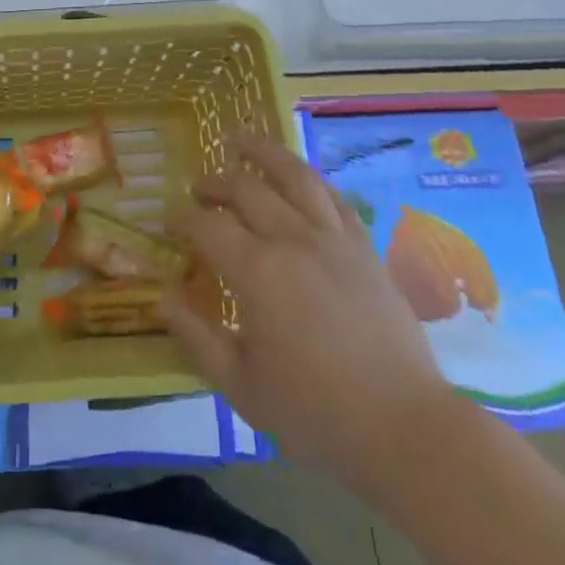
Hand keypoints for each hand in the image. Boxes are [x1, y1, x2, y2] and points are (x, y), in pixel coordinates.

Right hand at [165, 130, 455, 478]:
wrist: (404, 427)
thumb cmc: (315, 412)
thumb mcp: (241, 386)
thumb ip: (196, 337)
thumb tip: (161, 297)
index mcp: (257, 272)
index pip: (208, 226)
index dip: (183, 219)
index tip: (168, 222)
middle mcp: (293, 240)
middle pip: (246, 190)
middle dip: (215, 183)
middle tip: (198, 187)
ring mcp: (333, 238)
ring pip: (294, 175)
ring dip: (263, 152)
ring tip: (241, 137)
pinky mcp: (364, 247)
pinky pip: (332, 196)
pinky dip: (308, 178)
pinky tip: (298, 175)